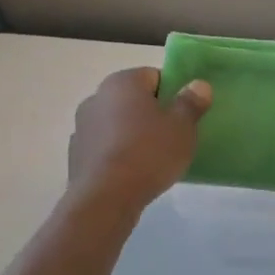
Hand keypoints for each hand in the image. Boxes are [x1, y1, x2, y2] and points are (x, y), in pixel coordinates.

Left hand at [67, 68, 210, 209]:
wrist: (105, 199)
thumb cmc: (148, 154)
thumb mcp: (182, 127)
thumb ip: (191, 102)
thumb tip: (198, 85)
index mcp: (123, 82)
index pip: (154, 76)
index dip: (173, 93)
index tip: (184, 115)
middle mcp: (96, 96)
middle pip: (133, 99)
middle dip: (152, 113)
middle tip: (173, 136)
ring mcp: (82, 126)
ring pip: (117, 122)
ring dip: (133, 133)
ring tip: (153, 158)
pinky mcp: (75, 154)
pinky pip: (105, 146)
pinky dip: (117, 152)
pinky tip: (132, 172)